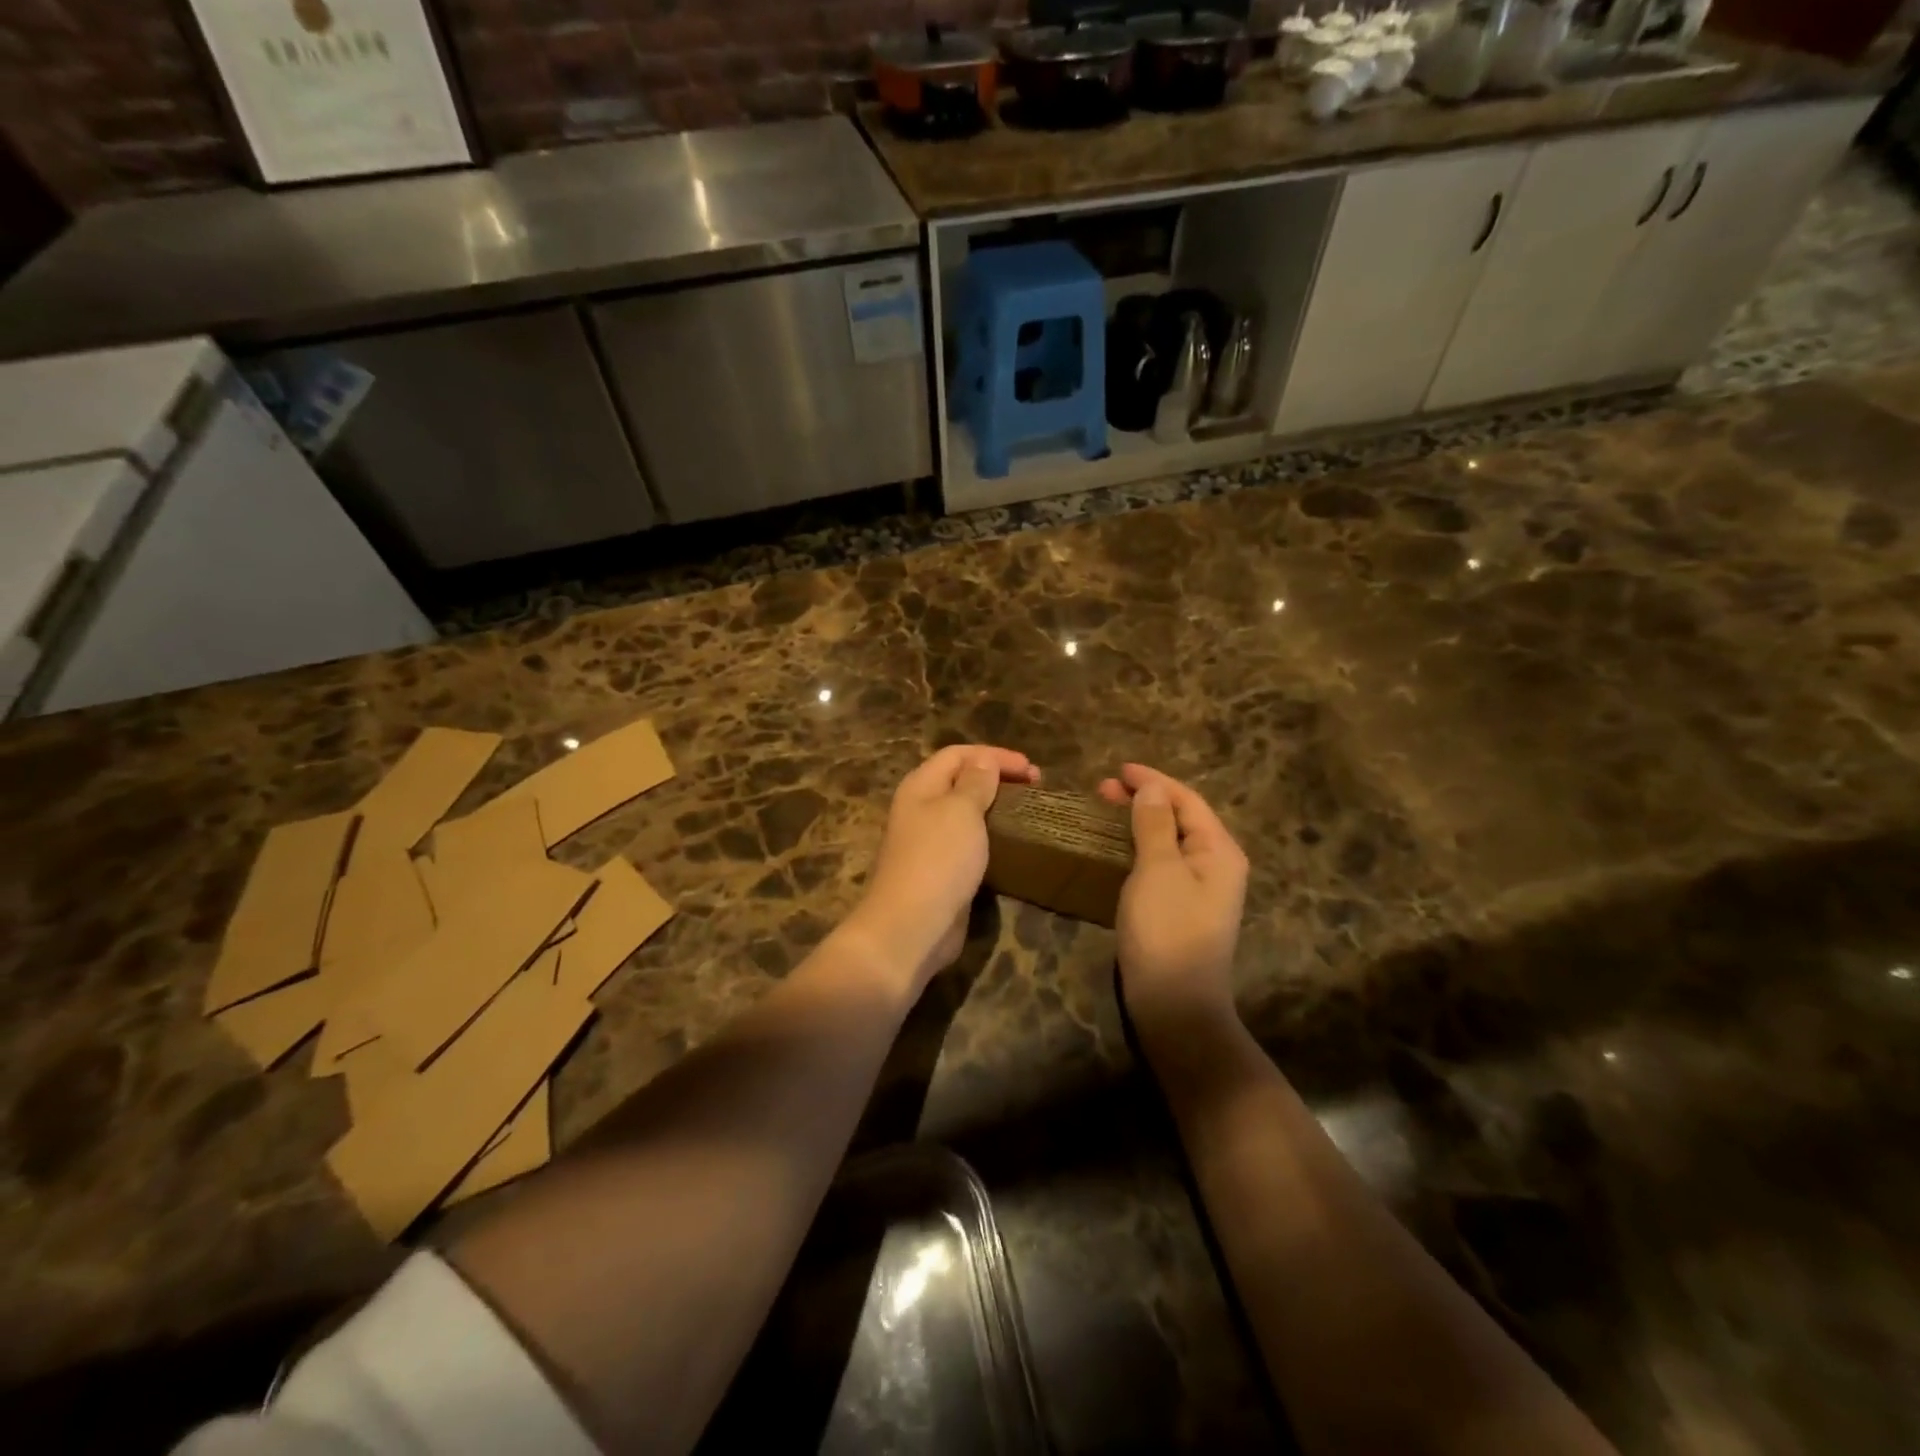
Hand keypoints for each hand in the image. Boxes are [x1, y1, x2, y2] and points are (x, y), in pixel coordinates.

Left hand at [845, 745, 1039, 990]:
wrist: (912, 926)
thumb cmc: (938, 859)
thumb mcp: (961, 811)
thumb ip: (976, 783)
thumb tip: (984, 761)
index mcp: (920, 786)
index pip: (957, 754)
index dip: (994, 755)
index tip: (1031, 769)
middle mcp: (921, 809)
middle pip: (961, 781)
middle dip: (997, 778)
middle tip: (1035, 787)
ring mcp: (930, 842)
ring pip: (966, 813)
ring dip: (996, 808)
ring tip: (1028, 812)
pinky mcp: (942, 871)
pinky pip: (970, 843)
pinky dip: (991, 837)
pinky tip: (1013, 844)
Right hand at [1099, 764, 1248, 1048]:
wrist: (1174, 1004)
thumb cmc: (1167, 930)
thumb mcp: (1158, 870)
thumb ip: (1154, 824)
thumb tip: (1152, 788)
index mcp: (1219, 851)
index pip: (1187, 800)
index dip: (1153, 781)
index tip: (1118, 769)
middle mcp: (1216, 865)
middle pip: (1179, 819)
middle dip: (1144, 800)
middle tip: (1102, 790)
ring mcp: (1199, 890)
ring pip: (1168, 842)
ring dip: (1138, 822)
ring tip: (1104, 811)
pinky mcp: (1180, 909)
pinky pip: (1160, 864)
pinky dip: (1138, 848)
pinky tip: (1115, 849)